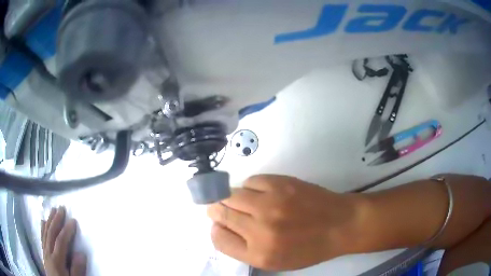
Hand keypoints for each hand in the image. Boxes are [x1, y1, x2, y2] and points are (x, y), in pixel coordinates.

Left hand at [41, 207, 86, 275]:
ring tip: (52, 210)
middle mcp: (48, 253)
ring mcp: (45, 253)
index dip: (66, 231)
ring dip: (49, 221)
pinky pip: (42, 238)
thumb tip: (81, 253)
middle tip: (61, 208)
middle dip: (56, 220)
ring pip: (45, 233)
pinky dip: (42, 229)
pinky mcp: (44, 254)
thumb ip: (77, 270)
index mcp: (56, 261)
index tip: (73, 220)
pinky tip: (43, 221)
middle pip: (51, 234)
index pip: (60, 242)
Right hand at [207, 175, 358, 270]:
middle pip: (220, 213)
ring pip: (230, 194)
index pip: (218, 238)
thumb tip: (223, 228)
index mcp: (259, 254)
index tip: (221, 225)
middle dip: (217, 211)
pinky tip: (261, 193)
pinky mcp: (280, 184)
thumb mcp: (276, 261)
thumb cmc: (309, 248)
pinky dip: (250, 187)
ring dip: (231, 198)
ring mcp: (270, 204)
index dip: (217, 229)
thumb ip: (246, 249)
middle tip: (223, 209)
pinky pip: (251, 181)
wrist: (340, 225)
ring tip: (243, 201)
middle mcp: (259, 230)